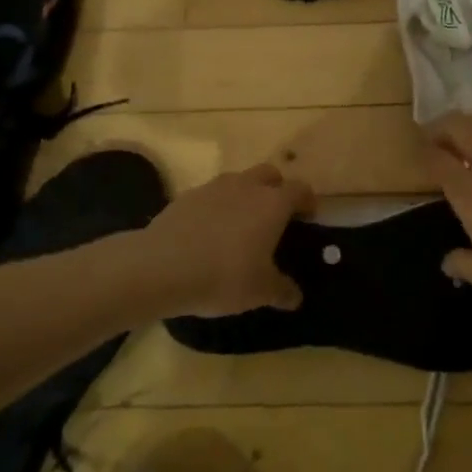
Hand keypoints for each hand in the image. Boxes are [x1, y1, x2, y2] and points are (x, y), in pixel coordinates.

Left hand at [144, 162, 311, 317]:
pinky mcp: (188, 195)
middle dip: (277, 189)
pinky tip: (209, 233)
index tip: (309, 216)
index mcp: (272, 203)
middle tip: (276, 216)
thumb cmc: (223, 275)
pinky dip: (217, 207)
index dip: (307, 200)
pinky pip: (212, 195)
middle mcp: (247, 186)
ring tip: (240, 226)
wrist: (162, 266)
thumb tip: (296, 296)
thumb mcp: (260, 291)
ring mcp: (214, 187)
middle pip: (270, 174)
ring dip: (246, 195)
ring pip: (239, 180)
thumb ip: (282, 290)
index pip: (300, 189)